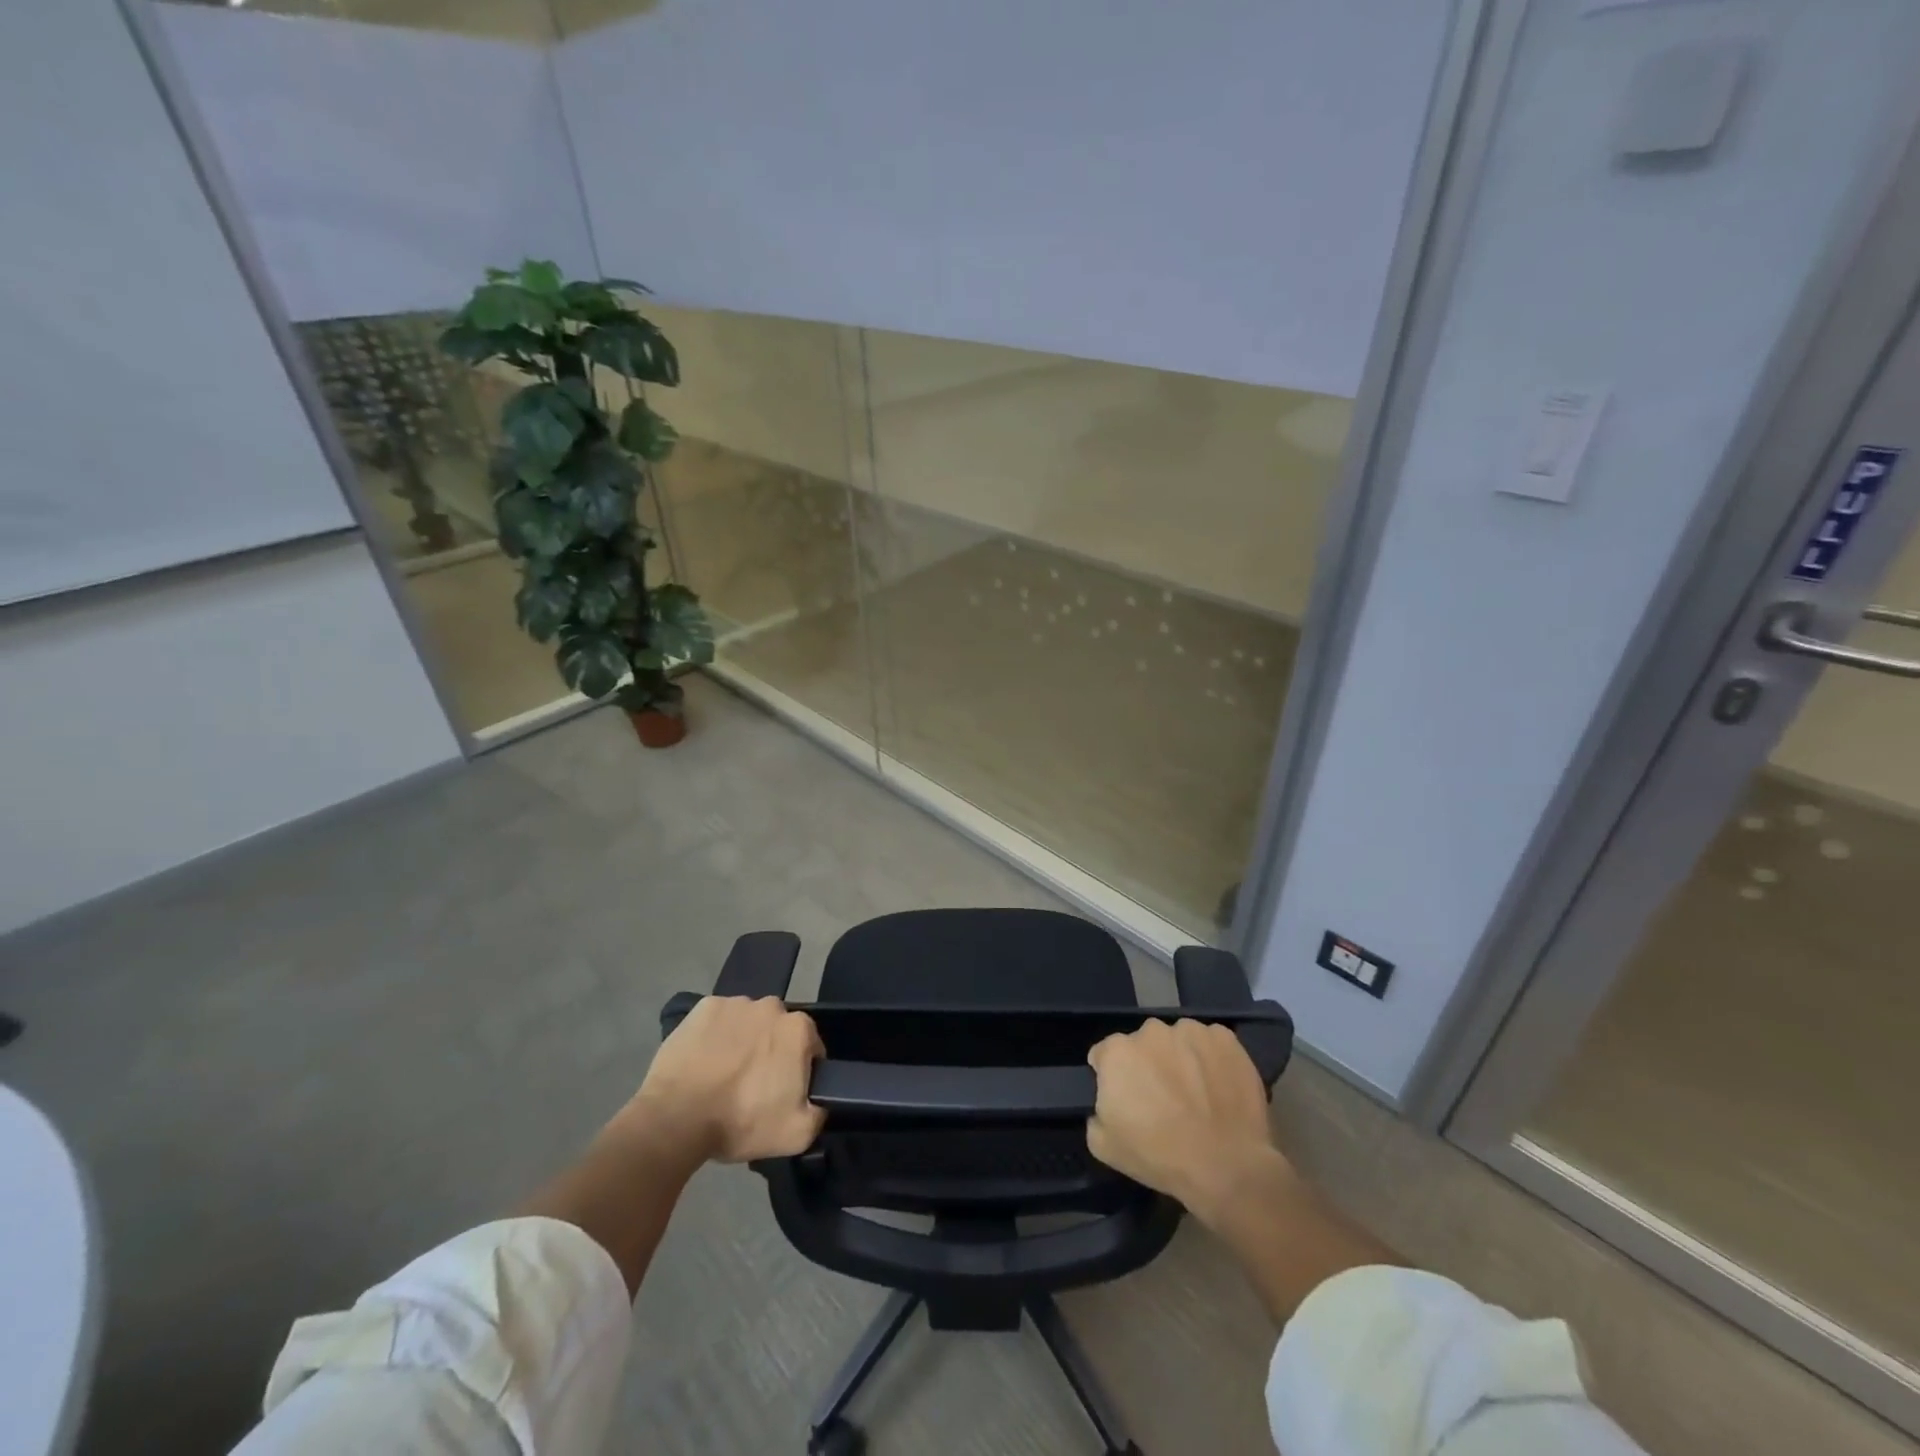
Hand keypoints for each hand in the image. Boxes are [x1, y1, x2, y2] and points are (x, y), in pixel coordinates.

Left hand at [629, 996, 825, 1163]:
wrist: (676, 1119)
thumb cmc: (741, 1122)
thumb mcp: (798, 1134)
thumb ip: (820, 1111)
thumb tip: (820, 1098)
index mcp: (799, 1029)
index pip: (810, 1048)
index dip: (799, 1072)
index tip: (782, 1093)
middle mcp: (771, 1006)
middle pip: (778, 1030)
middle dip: (771, 1051)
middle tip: (753, 1085)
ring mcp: (735, 1003)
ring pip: (748, 1022)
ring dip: (743, 1041)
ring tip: (724, 1075)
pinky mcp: (703, 1007)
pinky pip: (718, 1020)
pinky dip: (715, 1035)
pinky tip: (704, 1061)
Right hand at [1086, 1018, 1279, 1223]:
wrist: (1226, 1166)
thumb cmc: (1159, 1156)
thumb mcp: (1103, 1146)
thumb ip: (1096, 1114)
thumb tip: (1108, 1104)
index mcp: (1117, 1051)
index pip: (1105, 1055)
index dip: (1114, 1078)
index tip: (1127, 1100)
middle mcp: (1151, 1031)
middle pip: (1143, 1044)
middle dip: (1148, 1065)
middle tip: (1163, 1099)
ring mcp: (1190, 1031)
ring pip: (1177, 1040)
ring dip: (1180, 1059)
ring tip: (1196, 1095)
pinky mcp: (1224, 1038)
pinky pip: (1210, 1044)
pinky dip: (1211, 1059)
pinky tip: (1219, 1088)